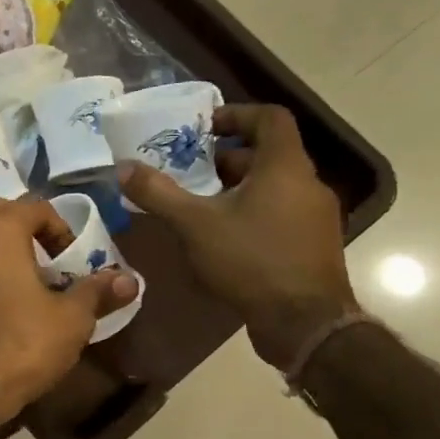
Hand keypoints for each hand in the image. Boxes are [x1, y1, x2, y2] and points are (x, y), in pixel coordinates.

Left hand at [0, 193, 138, 416]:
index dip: (58, 226)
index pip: (30, 207)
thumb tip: (129, 279)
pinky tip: (2, 299)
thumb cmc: (22, 342)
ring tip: (21, 271)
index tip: (73, 257)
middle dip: (2, 213)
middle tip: (29, 240)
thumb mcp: (71, 319)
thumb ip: (97, 293)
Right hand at [118, 104, 357, 369]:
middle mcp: (308, 184)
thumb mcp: (194, 224)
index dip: (236, 114)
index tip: (203, 128)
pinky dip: (251, 212)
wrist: (305, 324)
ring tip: (198, 204)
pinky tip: (221, 237)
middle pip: (268, 154)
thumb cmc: (252, 260)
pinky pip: (280, 212)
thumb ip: (158, 193)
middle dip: (225, 158)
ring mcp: (316, 217)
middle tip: (188, 170)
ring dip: (236, 187)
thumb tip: (123, 168)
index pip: (270, 118)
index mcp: (285, 167)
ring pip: (273, 186)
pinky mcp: (313, 245)